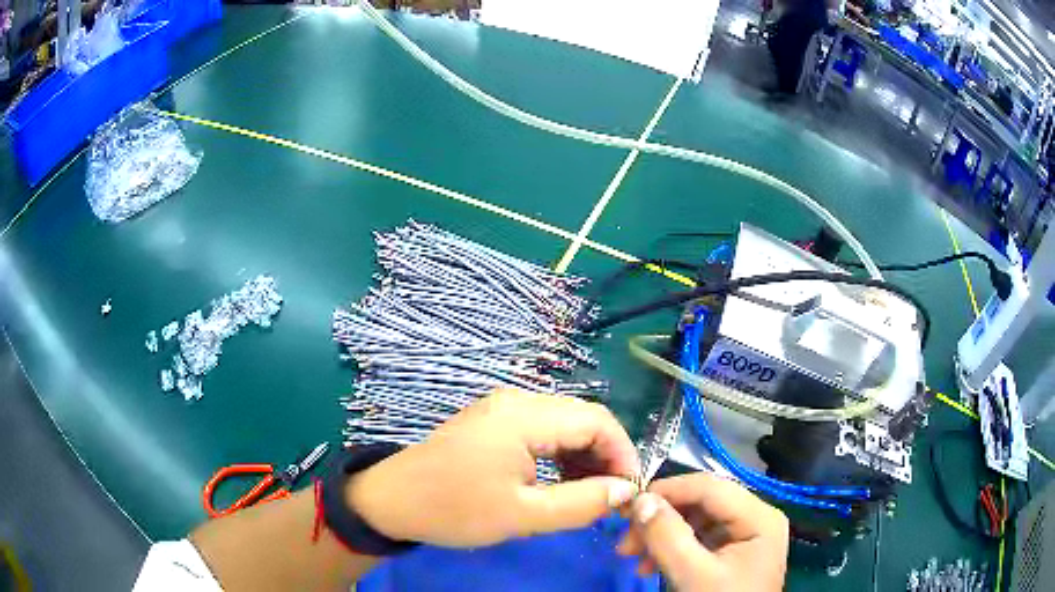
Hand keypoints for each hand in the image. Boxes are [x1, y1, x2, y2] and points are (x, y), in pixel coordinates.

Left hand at [346, 389, 640, 546]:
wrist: (391, 500)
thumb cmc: (454, 509)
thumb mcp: (522, 515)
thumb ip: (581, 503)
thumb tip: (625, 491)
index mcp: (524, 416)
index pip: (597, 421)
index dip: (623, 453)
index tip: (631, 491)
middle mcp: (517, 401)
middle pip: (583, 418)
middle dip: (606, 456)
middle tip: (613, 497)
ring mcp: (503, 409)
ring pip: (564, 425)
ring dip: (585, 457)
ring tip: (591, 495)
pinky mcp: (493, 423)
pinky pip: (542, 431)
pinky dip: (561, 455)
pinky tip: (562, 483)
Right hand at [616, 473, 788, 590]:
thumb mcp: (694, 575)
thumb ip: (668, 537)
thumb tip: (641, 500)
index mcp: (759, 517)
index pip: (710, 487)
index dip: (668, 490)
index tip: (629, 506)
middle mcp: (756, 517)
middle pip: (702, 503)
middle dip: (661, 519)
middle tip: (625, 540)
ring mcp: (745, 534)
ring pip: (695, 520)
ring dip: (661, 535)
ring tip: (632, 555)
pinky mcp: (732, 551)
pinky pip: (698, 538)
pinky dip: (672, 548)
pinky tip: (649, 564)